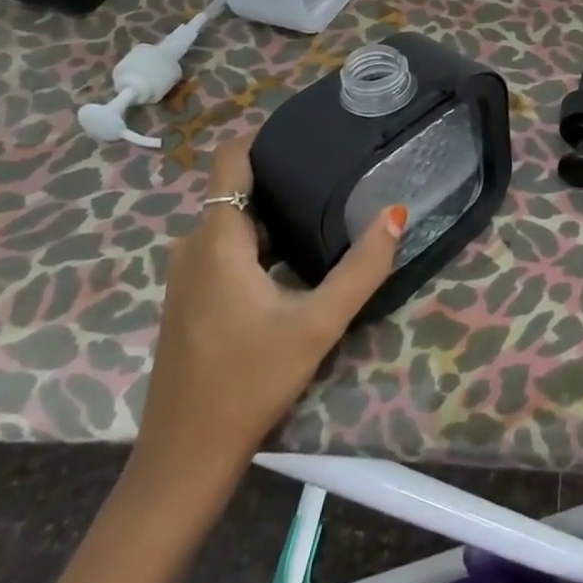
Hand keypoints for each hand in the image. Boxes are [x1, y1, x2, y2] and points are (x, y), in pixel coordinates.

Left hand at [132, 137, 403, 485]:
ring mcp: (186, 275)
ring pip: (233, 222)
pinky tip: (297, 256)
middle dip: (281, 174)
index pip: (229, 160)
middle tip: (336, 168)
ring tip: (326, 205)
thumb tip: (395, 212)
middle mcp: (193, 247)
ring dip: (274, 210)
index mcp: (217, 240)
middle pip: (236, 189)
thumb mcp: (319, 322)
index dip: (264, 136)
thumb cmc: (251, 380)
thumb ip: (362, 267)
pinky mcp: (191, 298)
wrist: (187, 454)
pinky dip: (260, 239)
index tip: (309, 128)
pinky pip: (226, 247)